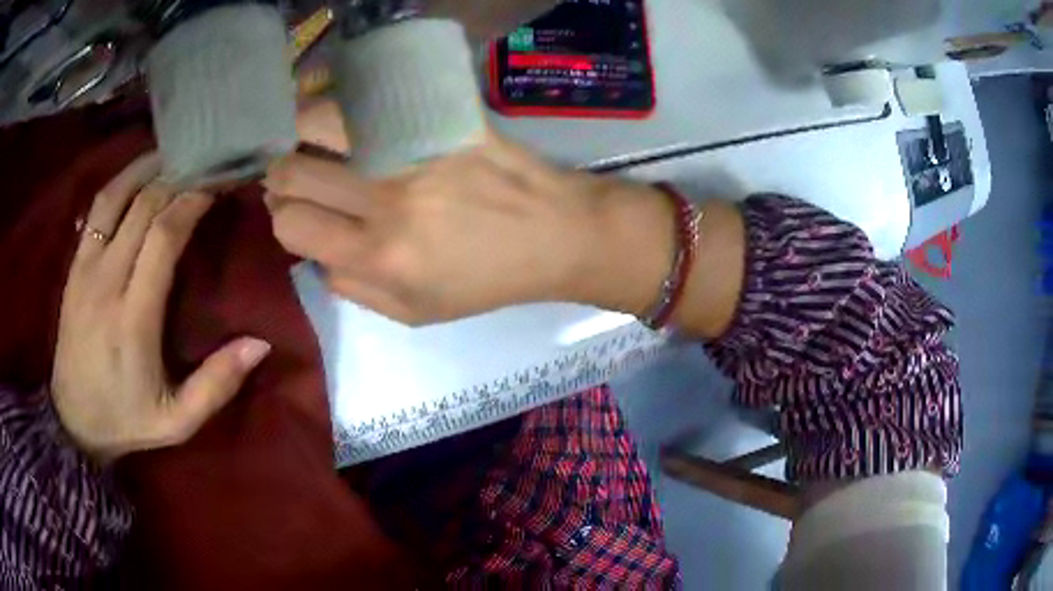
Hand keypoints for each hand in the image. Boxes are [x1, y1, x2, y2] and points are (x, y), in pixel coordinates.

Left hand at [52, 153, 270, 462]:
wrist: (72, 421)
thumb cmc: (126, 420)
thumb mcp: (177, 421)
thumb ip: (216, 385)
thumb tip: (261, 344)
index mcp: (134, 318)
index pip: (164, 236)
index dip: (193, 201)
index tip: (220, 184)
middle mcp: (107, 281)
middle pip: (144, 206)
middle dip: (179, 177)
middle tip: (207, 165)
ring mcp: (86, 268)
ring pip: (117, 195)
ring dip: (148, 168)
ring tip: (176, 155)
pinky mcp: (75, 265)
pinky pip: (98, 208)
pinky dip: (122, 182)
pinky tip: (139, 174)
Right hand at [264, 133, 674, 324]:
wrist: (555, 234)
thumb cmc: (486, 280)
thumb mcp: (416, 312)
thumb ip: (354, 289)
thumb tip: (314, 254)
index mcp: (379, 256)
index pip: (290, 225)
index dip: (282, 218)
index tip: (294, 212)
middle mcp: (386, 200)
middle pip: (292, 171)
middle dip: (280, 174)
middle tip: (295, 174)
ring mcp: (413, 151)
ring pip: (321, 123)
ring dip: (303, 133)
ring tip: (313, 141)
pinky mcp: (439, 119)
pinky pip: (374, 100)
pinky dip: (349, 108)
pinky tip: (353, 119)